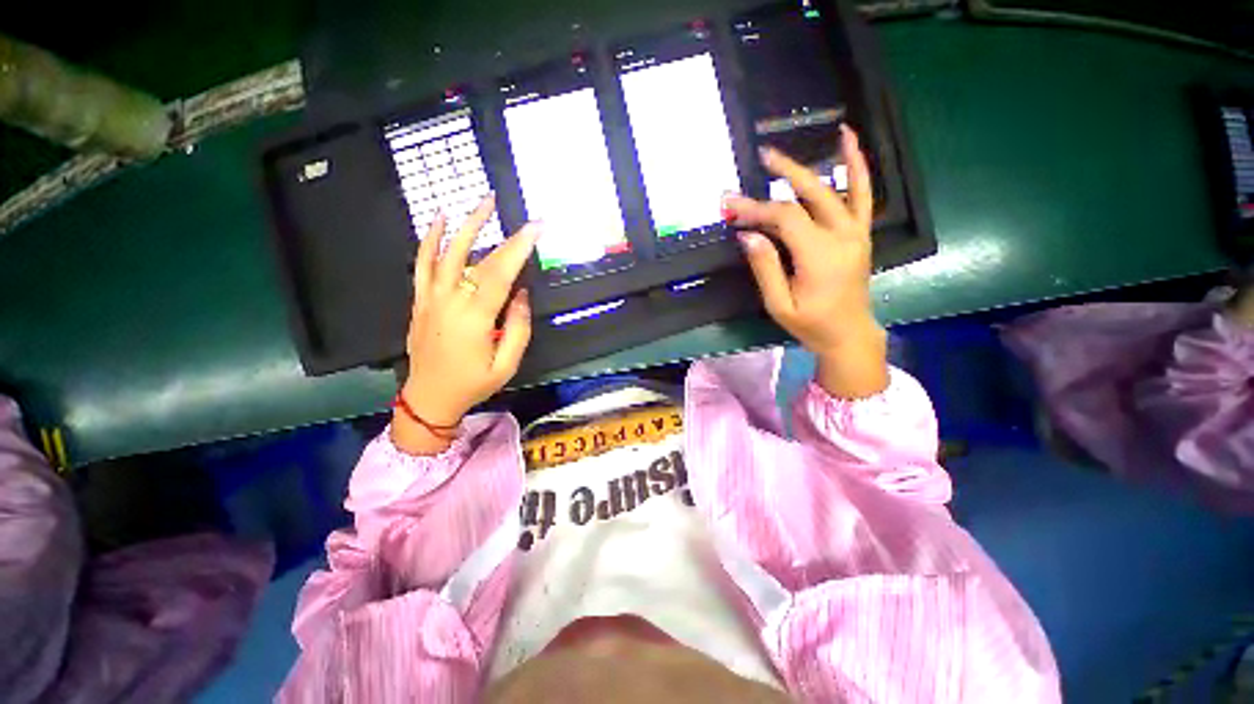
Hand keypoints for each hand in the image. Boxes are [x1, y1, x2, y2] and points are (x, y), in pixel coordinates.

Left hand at [394, 195, 540, 454]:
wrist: (429, 397)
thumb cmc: (473, 384)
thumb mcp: (507, 364)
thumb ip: (518, 328)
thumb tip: (522, 295)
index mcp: (475, 318)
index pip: (500, 274)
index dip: (519, 248)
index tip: (537, 228)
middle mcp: (451, 300)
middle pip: (480, 260)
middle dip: (506, 236)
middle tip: (526, 218)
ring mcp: (431, 297)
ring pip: (448, 252)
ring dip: (467, 224)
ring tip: (483, 202)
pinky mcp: (420, 299)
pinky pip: (422, 263)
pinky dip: (429, 239)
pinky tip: (439, 219)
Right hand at [722, 126, 888, 398]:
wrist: (849, 334)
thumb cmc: (811, 324)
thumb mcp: (779, 304)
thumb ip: (764, 268)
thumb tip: (747, 235)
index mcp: (819, 255)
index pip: (784, 218)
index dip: (755, 208)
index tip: (730, 205)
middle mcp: (841, 236)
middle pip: (808, 196)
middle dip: (780, 176)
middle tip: (757, 159)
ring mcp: (856, 232)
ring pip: (834, 188)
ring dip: (809, 166)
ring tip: (787, 149)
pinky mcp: (860, 233)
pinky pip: (863, 193)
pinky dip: (857, 165)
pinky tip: (850, 140)